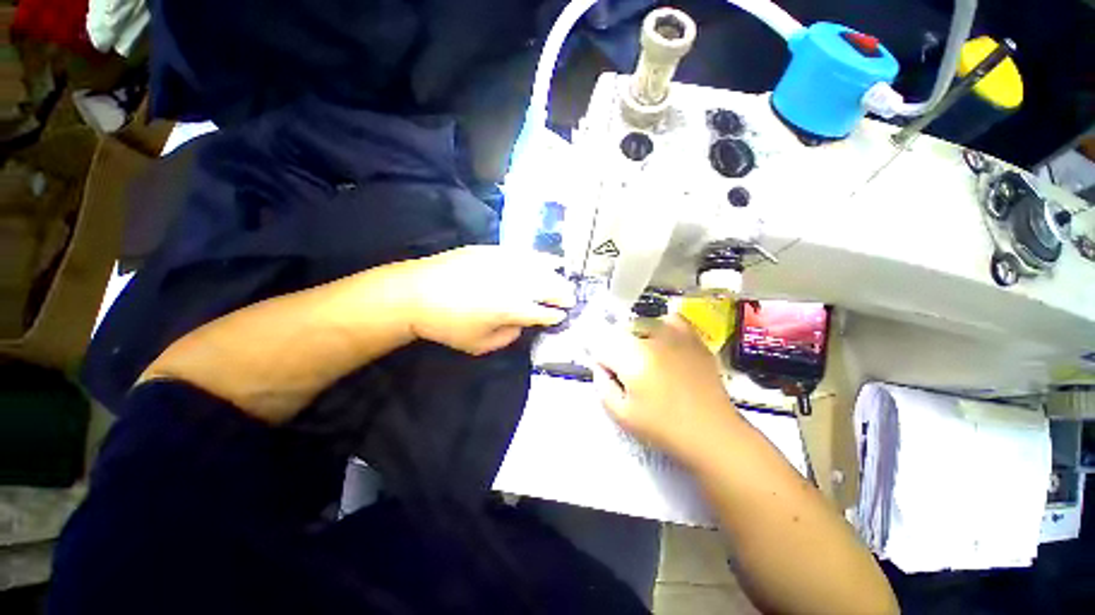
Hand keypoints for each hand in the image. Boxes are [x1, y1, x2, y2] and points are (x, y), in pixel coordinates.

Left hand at [402, 246, 575, 354]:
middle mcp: (516, 283)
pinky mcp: (494, 250)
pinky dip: (540, 258)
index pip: (544, 312)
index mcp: (513, 308)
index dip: (555, 315)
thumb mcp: (480, 345)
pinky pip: (525, 253)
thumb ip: (508, 336)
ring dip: (556, 276)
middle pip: (549, 287)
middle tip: (571, 299)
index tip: (562, 317)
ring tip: (564, 279)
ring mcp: (506, 263)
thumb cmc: (448, 325)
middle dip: (563, 294)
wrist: (415, 293)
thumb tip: (520, 324)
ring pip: (541, 268)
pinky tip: (548, 259)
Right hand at [591, 315, 738, 463]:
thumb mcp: (621, 415)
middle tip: (627, 372)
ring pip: (643, 323)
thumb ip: (602, 385)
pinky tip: (664, 344)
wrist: (712, 433)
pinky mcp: (693, 337)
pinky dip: (661, 327)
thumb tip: (601, 366)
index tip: (609, 375)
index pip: (602, 344)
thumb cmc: (663, 428)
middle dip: (617, 349)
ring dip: (637, 337)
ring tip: (644, 357)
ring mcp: (676, 334)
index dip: (601, 360)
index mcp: (633, 357)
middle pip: (620, 331)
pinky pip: (670, 319)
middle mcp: (653, 338)